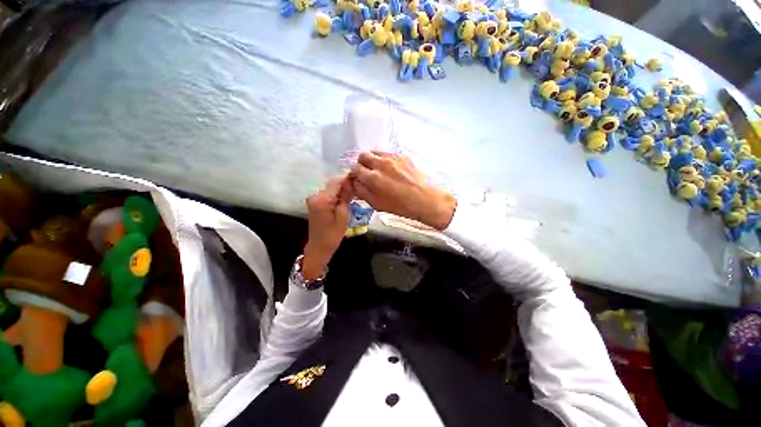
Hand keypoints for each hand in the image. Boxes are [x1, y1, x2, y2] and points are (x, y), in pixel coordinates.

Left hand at [303, 174, 352, 279]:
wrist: (318, 247)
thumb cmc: (332, 235)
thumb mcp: (343, 217)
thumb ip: (346, 198)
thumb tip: (351, 184)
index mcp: (322, 199)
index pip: (336, 182)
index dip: (348, 177)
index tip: (359, 174)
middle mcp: (315, 195)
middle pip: (333, 183)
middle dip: (346, 182)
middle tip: (360, 183)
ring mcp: (314, 198)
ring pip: (331, 188)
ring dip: (342, 188)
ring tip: (356, 190)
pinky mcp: (315, 202)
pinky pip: (328, 194)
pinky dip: (337, 193)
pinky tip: (347, 196)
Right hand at [349, 151, 456, 229]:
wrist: (425, 199)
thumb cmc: (400, 206)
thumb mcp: (377, 204)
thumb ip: (362, 192)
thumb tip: (355, 183)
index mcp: (372, 178)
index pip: (355, 168)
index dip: (355, 174)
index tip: (359, 178)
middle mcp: (380, 164)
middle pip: (363, 155)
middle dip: (362, 163)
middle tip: (367, 172)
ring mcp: (392, 157)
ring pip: (375, 151)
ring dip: (373, 159)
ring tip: (379, 169)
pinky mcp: (402, 155)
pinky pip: (388, 152)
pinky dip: (384, 158)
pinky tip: (391, 168)